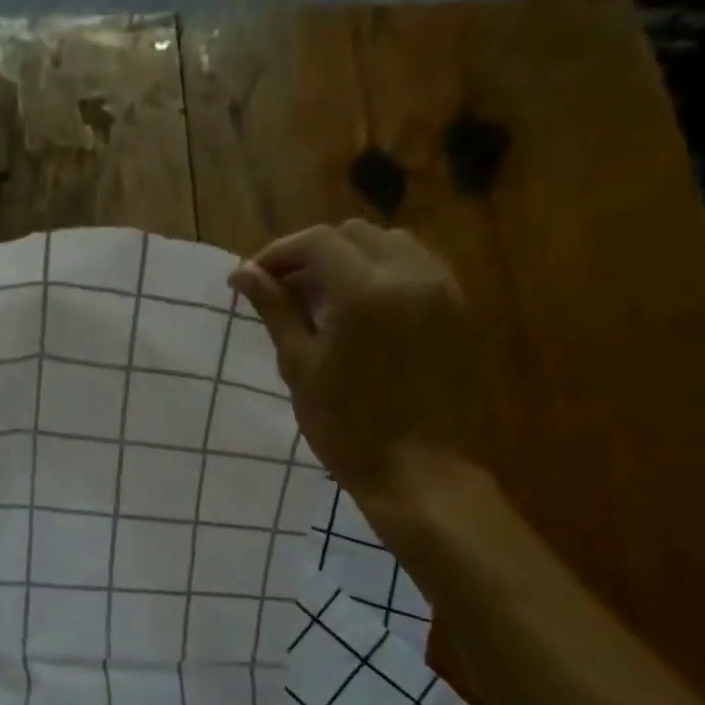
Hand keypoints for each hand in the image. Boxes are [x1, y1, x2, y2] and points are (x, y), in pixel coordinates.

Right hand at [231, 220, 481, 522]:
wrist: (418, 470)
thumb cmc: (346, 427)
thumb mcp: (300, 367)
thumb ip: (275, 311)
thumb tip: (243, 273)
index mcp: (364, 289)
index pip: (317, 241)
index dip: (279, 253)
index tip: (254, 278)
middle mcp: (410, 273)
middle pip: (355, 234)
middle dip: (315, 254)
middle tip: (287, 292)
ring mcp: (444, 289)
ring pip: (392, 244)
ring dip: (353, 259)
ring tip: (327, 300)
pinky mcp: (461, 310)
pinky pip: (420, 269)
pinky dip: (386, 275)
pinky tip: (368, 313)